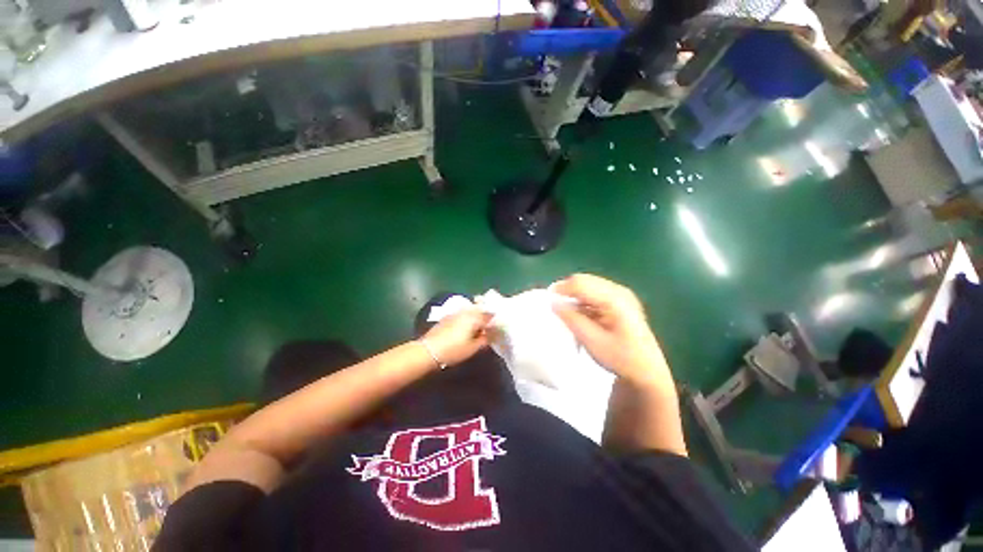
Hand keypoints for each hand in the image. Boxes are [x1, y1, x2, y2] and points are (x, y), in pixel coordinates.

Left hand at [421, 308, 491, 366]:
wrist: (429, 350)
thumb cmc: (453, 350)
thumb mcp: (473, 348)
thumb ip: (485, 339)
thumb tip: (491, 333)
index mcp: (474, 317)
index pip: (490, 314)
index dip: (495, 320)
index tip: (498, 326)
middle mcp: (466, 311)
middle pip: (480, 308)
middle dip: (486, 314)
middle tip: (490, 324)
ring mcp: (456, 312)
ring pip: (471, 309)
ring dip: (477, 314)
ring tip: (479, 325)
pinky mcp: (448, 316)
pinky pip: (463, 312)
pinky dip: (468, 316)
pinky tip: (467, 325)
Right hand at [552, 274, 674, 390]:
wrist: (647, 370)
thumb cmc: (621, 358)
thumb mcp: (592, 341)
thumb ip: (572, 319)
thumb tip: (553, 303)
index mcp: (614, 299)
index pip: (580, 283)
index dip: (561, 289)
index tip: (546, 301)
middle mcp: (618, 291)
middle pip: (584, 280)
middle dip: (566, 290)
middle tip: (554, 306)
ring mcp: (620, 294)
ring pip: (587, 285)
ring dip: (573, 295)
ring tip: (565, 311)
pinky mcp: (618, 300)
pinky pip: (593, 292)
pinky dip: (582, 300)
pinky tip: (579, 314)